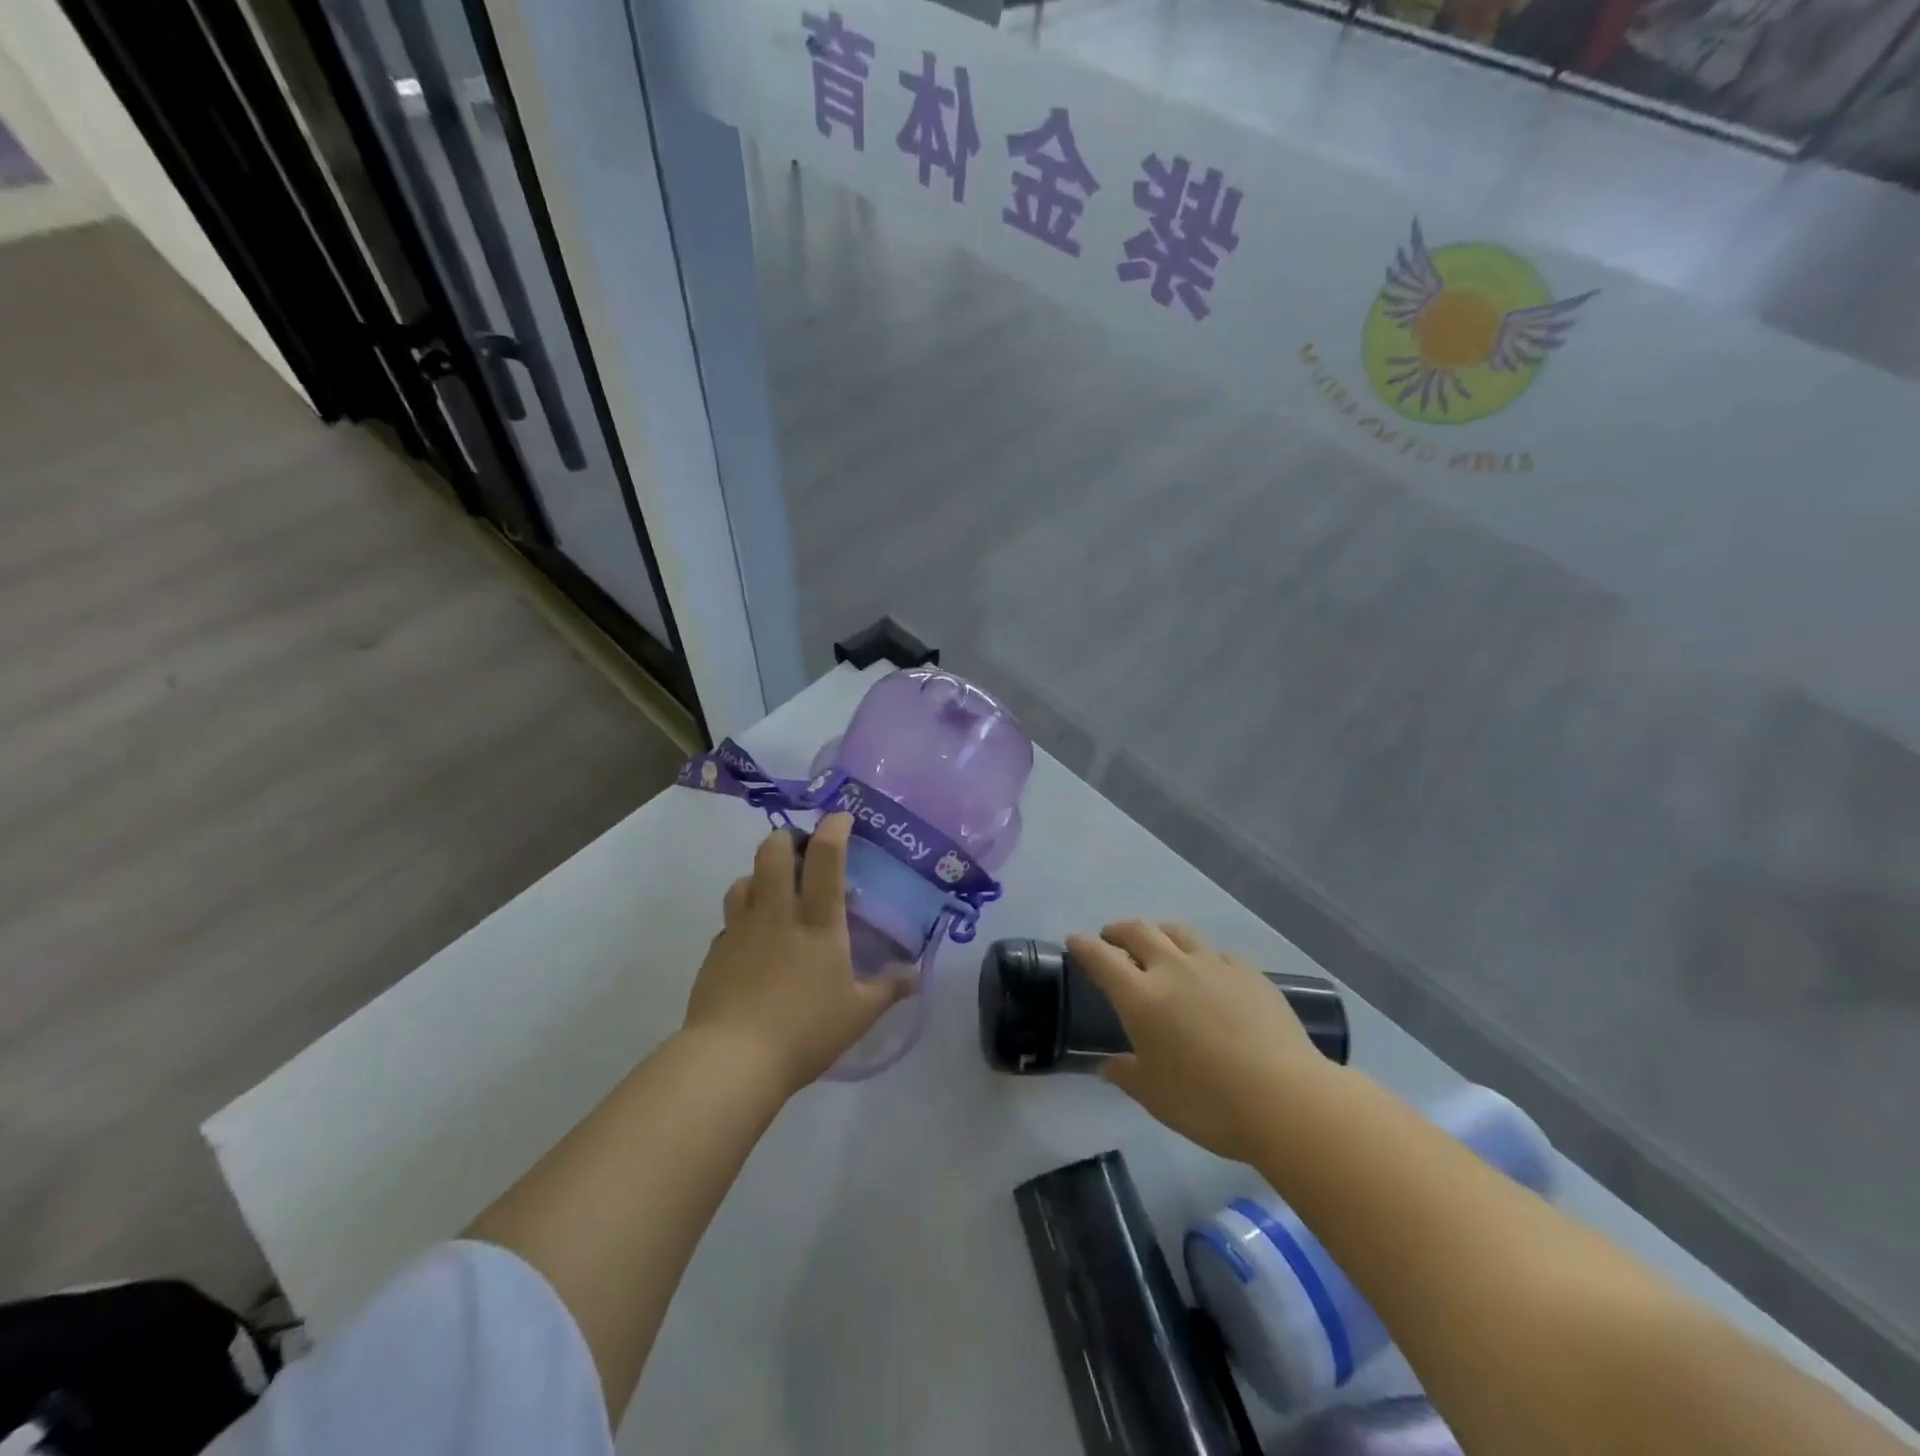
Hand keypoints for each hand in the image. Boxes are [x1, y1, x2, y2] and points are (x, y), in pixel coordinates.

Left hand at [684, 813, 912, 1095]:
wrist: (732, 1060)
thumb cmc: (805, 1032)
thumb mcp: (858, 1014)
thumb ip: (888, 989)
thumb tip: (916, 975)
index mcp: (818, 922)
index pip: (826, 857)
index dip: (834, 827)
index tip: (841, 817)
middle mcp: (778, 913)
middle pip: (774, 851)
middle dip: (788, 838)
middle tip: (802, 850)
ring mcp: (741, 929)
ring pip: (744, 878)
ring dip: (761, 874)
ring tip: (775, 891)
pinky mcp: (716, 951)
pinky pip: (730, 919)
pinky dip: (743, 916)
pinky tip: (753, 940)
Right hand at [1067, 921, 1332, 1163]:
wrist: (1285, 1099)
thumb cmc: (1207, 1102)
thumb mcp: (1155, 1096)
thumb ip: (1127, 1075)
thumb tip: (1109, 1065)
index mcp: (1141, 996)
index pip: (1101, 958)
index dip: (1084, 946)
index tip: (1075, 941)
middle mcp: (1173, 969)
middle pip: (1138, 931)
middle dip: (1119, 930)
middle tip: (1112, 938)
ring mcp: (1214, 965)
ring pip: (1178, 932)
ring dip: (1159, 933)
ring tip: (1158, 945)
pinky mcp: (1249, 973)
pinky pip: (1216, 952)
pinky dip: (1202, 956)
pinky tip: (1209, 972)